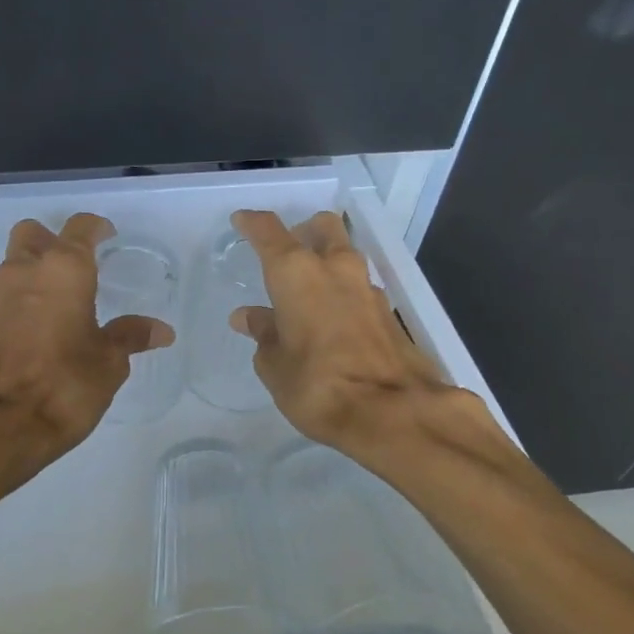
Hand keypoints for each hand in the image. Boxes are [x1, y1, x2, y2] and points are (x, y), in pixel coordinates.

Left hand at [0, 214, 174, 462]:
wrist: (4, 425)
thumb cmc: (67, 383)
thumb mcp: (110, 361)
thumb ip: (132, 336)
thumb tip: (161, 330)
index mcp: (63, 269)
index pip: (79, 228)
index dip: (96, 228)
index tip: (109, 236)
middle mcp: (26, 272)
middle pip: (33, 234)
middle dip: (54, 240)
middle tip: (80, 263)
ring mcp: (2, 298)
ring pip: (16, 262)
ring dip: (37, 269)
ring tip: (68, 296)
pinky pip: (10, 296)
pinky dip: (26, 299)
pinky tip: (47, 325)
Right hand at [229, 209, 499, 468]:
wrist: (393, 412)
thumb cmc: (317, 385)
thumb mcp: (274, 365)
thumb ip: (263, 334)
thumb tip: (250, 316)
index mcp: (296, 272)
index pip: (268, 232)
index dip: (252, 223)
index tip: (241, 221)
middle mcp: (334, 268)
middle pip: (322, 228)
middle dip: (304, 232)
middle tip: (286, 255)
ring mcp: (367, 288)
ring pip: (345, 255)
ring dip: (327, 263)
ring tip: (307, 294)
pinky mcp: (389, 312)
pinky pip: (359, 288)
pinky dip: (343, 293)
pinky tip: (332, 321)